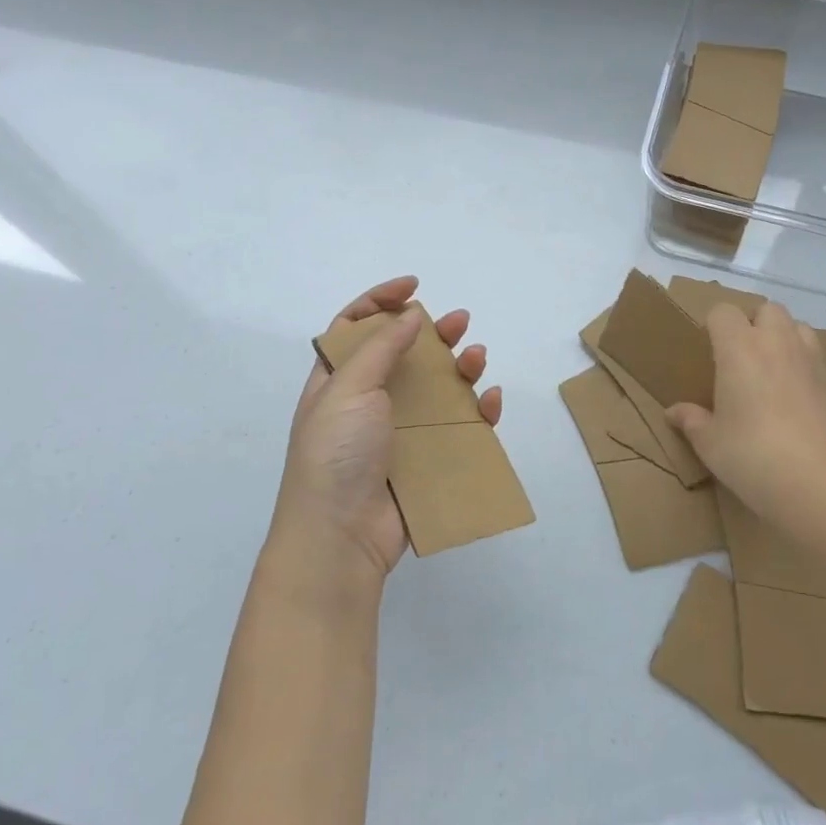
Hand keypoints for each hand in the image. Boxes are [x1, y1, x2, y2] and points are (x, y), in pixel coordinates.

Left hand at [267, 276, 502, 589]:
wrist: (341, 537)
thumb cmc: (335, 454)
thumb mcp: (348, 389)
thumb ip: (381, 348)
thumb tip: (408, 315)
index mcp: (338, 380)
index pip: (355, 327)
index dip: (381, 301)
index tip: (414, 287)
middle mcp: (368, 400)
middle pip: (404, 354)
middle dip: (432, 333)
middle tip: (460, 322)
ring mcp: (399, 431)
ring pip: (437, 388)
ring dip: (459, 368)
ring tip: (477, 358)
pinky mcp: (426, 459)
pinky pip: (458, 427)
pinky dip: (477, 411)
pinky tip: (489, 400)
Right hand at [666, 300, 825, 535]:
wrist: (817, 480)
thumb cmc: (751, 454)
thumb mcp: (709, 442)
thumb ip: (691, 420)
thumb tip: (674, 412)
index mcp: (738, 347)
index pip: (723, 312)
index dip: (714, 326)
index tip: (708, 351)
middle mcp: (775, 342)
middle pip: (766, 308)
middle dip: (752, 323)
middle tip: (739, 357)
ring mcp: (808, 358)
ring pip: (796, 325)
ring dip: (781, 336)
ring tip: (768, 368)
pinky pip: (812, 353)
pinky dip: (801, 360)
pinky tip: (791, 392)